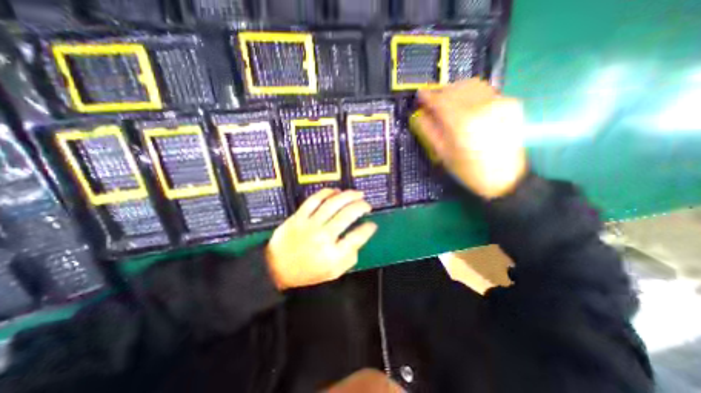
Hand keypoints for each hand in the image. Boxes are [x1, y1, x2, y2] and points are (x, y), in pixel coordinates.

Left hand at [265, 188, 376, 289]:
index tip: (372, 224)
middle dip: (361, 206)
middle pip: (347, 215)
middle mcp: (323, 237)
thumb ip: (350, 257)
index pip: (357, 236)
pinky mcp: (298, 217)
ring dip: (348, 195)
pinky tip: (336, 191)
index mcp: (333, 255)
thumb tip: (361, 237)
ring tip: (357, 193)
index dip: (368, 228)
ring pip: (333, 203)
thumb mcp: (333, 273)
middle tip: (367, 205)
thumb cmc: (307, 272)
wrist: (276, 268)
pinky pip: (314, 200)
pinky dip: (327, 192)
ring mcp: (310, 224)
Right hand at [413, 77, 524, 199]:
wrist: (504, 177)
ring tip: (448, 100)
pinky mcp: (510, 103)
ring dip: (456, 89)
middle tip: (432, 100)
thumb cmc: (468, 170)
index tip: (420, 94)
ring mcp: (499, 102)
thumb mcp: (442, 153)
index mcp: (461, 123)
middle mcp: (481, 107)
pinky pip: (485, 91)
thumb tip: (419, 114)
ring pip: (472, 85)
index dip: (428, 95)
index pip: (440, 100)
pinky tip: (466, 106)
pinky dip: (471, 94)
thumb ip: (428, 130)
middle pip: (455, 88)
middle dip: (441, 91)